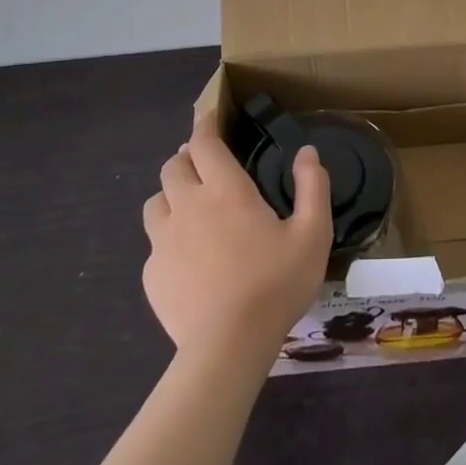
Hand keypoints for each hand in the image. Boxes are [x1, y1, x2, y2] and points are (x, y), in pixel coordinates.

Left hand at [142, 113, 330, 363]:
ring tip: (189, 205)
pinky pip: (154, 243)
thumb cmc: (275, 284)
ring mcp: (163, 241)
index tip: (209, 117)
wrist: (228, 347)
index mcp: (226, 190)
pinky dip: (167, 237)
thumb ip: (312, 187)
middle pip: (173, 166)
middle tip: (204, 164)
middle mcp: (188, 206)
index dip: (205, 125)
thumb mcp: (313, 233)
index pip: (204, 143)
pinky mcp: (152, 274)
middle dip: (187, 158)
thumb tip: (307, 152)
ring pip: (155, 201)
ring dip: (171, 194)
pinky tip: (186, 256)